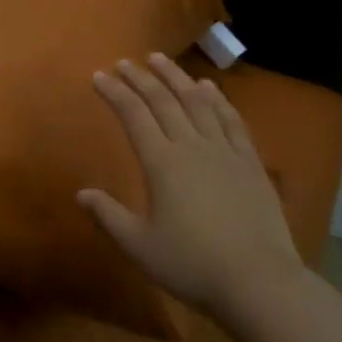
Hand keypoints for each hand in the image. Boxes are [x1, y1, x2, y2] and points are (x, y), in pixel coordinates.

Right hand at [79, 53, 304, 317]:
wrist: (260, 283)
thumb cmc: (193, 265)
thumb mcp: (140, 247)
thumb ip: (109, 216)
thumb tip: (81, 193)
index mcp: (161, 163)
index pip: (132, 115)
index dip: (114, 92)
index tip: (98, 75)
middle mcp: (191, 146)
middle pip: (162, 101)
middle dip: (140, 78)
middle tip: (124, 62)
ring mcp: (224, 151)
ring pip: (197, 101)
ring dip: (176, 77)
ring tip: (160, 59)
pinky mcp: (250, 162)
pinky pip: (231, 120)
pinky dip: (217, 99)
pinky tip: (209, 87)